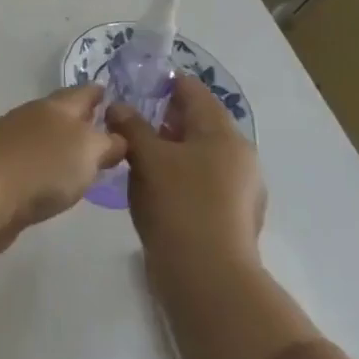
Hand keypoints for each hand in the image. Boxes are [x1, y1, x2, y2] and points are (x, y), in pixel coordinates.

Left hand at [0, 84, 126, 256]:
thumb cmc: (42, 165)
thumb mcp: (87, 149)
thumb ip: (107, 142)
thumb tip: (115, 138)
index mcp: (55, 108)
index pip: (82, 93)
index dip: (97, 93)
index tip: (110, 93)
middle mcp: (32, 120)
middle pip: (61, 115)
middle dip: (81, 119)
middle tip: (104, 129)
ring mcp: (12, 146)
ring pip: (46, 140)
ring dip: (63, 145)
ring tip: (85, 158)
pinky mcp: (1, 174)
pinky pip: (32, 165)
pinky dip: (47, 169)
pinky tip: (56, 182)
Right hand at [107, 74, 265, 271]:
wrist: (207, 276)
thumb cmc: (178, 203)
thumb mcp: (147, 158)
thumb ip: (132, 126)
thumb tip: (119, 106)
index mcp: (224, 134)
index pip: (195, 92)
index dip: (166, 83)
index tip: (137, 82)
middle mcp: (239, 157)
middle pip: (199, 124)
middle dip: (165, 117)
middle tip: (128, 116)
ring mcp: (238, 189)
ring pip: (199, 154)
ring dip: (169, 148)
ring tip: (133, 151)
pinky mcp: (229, 216)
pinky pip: (200, 181)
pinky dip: (177, 174)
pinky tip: (152, 185)